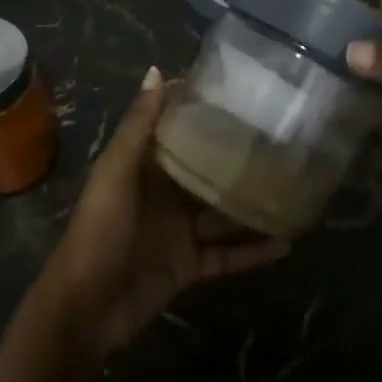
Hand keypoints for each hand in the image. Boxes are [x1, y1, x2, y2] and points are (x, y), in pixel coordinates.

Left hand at [40, 67, 290, 359]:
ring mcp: (178, 232)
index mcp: (142, 167)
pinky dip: (254, 251)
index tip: (237, 89)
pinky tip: (288, 241)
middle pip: (204, 169)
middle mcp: (163, 195)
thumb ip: (137, 127)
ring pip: (222, 212)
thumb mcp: (115, 174)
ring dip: (252, 202)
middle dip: (235, 155)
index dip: (198, 108)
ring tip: (294, 185)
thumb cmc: (99, 232)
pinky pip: (228, 255)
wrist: (86, 310)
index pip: (173, 128)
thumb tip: (157, 71)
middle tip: (280, 136)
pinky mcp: (190, 267)